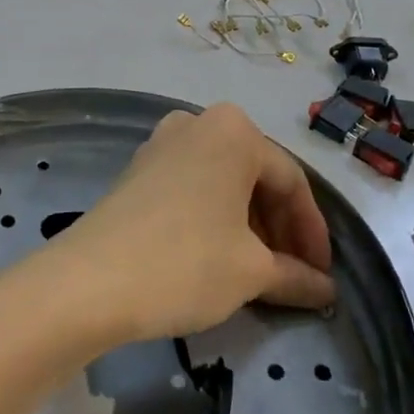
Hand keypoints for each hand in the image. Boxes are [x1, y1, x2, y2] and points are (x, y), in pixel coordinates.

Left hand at [52, 104, 335, 342]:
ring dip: (249, 226)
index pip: (291, 182)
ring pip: (224, 183)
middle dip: (280, 229)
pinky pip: (194, 187)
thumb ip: (296, 275)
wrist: (88, 282)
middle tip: (294, 276)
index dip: (312, 233)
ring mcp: (163, 142)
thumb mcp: (250, 272)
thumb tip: (325, 290)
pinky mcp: (139, 169)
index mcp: (235, 131)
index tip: (323, 276)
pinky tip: (220, 257)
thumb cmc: (185, 263)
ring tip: (261, 273)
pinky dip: (216, 219)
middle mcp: (200, 123)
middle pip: (257, 177)